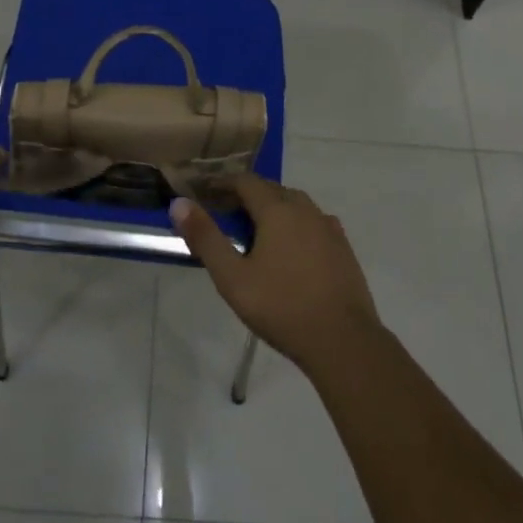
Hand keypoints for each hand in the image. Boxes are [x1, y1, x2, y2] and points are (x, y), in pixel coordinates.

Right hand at [170, 175, 381, 373]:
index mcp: (277, 210)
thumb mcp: (233, 277)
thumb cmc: (282, 307)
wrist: (343, 341)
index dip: (222, 183)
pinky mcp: (343, 247)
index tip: (204, 192)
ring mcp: (328, 227)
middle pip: (271, 189)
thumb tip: (179, 203)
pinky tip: (291, 247)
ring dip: (273, 208)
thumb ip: (205, 238)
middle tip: (225, 213)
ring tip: (256, 230)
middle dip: (246, 195)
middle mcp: (304, 209)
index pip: (245, 181)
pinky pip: (314, 222)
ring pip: (295, 204)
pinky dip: (296, 224)